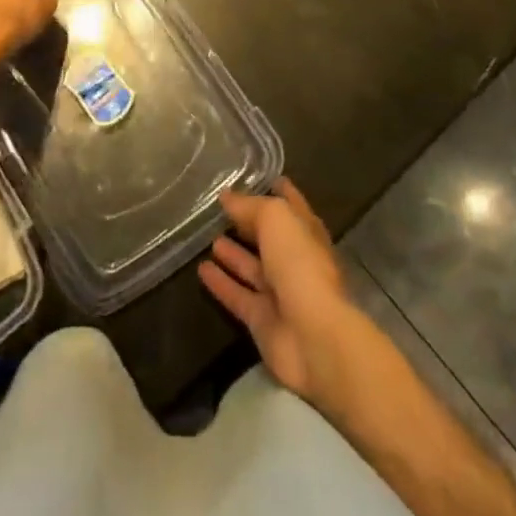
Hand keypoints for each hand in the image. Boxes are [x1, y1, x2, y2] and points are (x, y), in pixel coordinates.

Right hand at [198, 179, 358, 403]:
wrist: (313, 337)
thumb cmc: (300, 265)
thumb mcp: (276, 220)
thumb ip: (251, 207)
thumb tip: (227, 197)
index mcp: (307, 234)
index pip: (292, 206)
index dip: (280, 192)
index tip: (264, 178)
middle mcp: (295, 261)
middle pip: (270, 238)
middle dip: (251, 225)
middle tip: (222, 210)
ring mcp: (280, 293)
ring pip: (253, 268)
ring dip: (234, 254)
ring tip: (209, 238)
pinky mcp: (262, 321)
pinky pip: (238, 296)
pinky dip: (221, 284)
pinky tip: (201, 270)